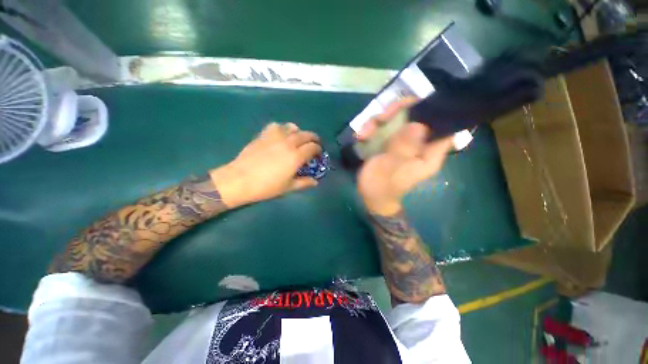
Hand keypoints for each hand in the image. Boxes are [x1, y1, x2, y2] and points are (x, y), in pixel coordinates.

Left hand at [210, 122, 321, 207]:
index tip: (319, 152)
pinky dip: (281, 128)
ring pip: (291, 127)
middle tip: (313, 143)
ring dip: (298, 131)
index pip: (312, 147)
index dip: (318, 149)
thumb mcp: (288, 187)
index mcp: (296, 156)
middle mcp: (288, 143)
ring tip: (297, 137)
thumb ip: (304, 183)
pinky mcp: (263, 135)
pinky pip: (276, 126)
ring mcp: (275, 137)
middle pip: (305, 135)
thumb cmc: (266, 186)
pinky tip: (280, 135)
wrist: (240, 180)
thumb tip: (315, 182)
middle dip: (313, 138)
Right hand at [358, 99, 453, 215]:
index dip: (435, 112)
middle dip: (398, 112)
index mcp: (428, 154)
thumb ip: (403, 148)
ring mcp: (404, 143)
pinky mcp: (391, 143)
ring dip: (379, 121)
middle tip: (380, 117)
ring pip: (399, 120)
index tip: (415, 104)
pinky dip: (372, 129)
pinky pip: (385, 128)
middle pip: (418, 117)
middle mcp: (419, 145)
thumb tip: (419, 124)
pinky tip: (360, 136)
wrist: (370, 196)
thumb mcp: (390, 168)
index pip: (444, 128)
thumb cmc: (381, 186)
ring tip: (363, 133)